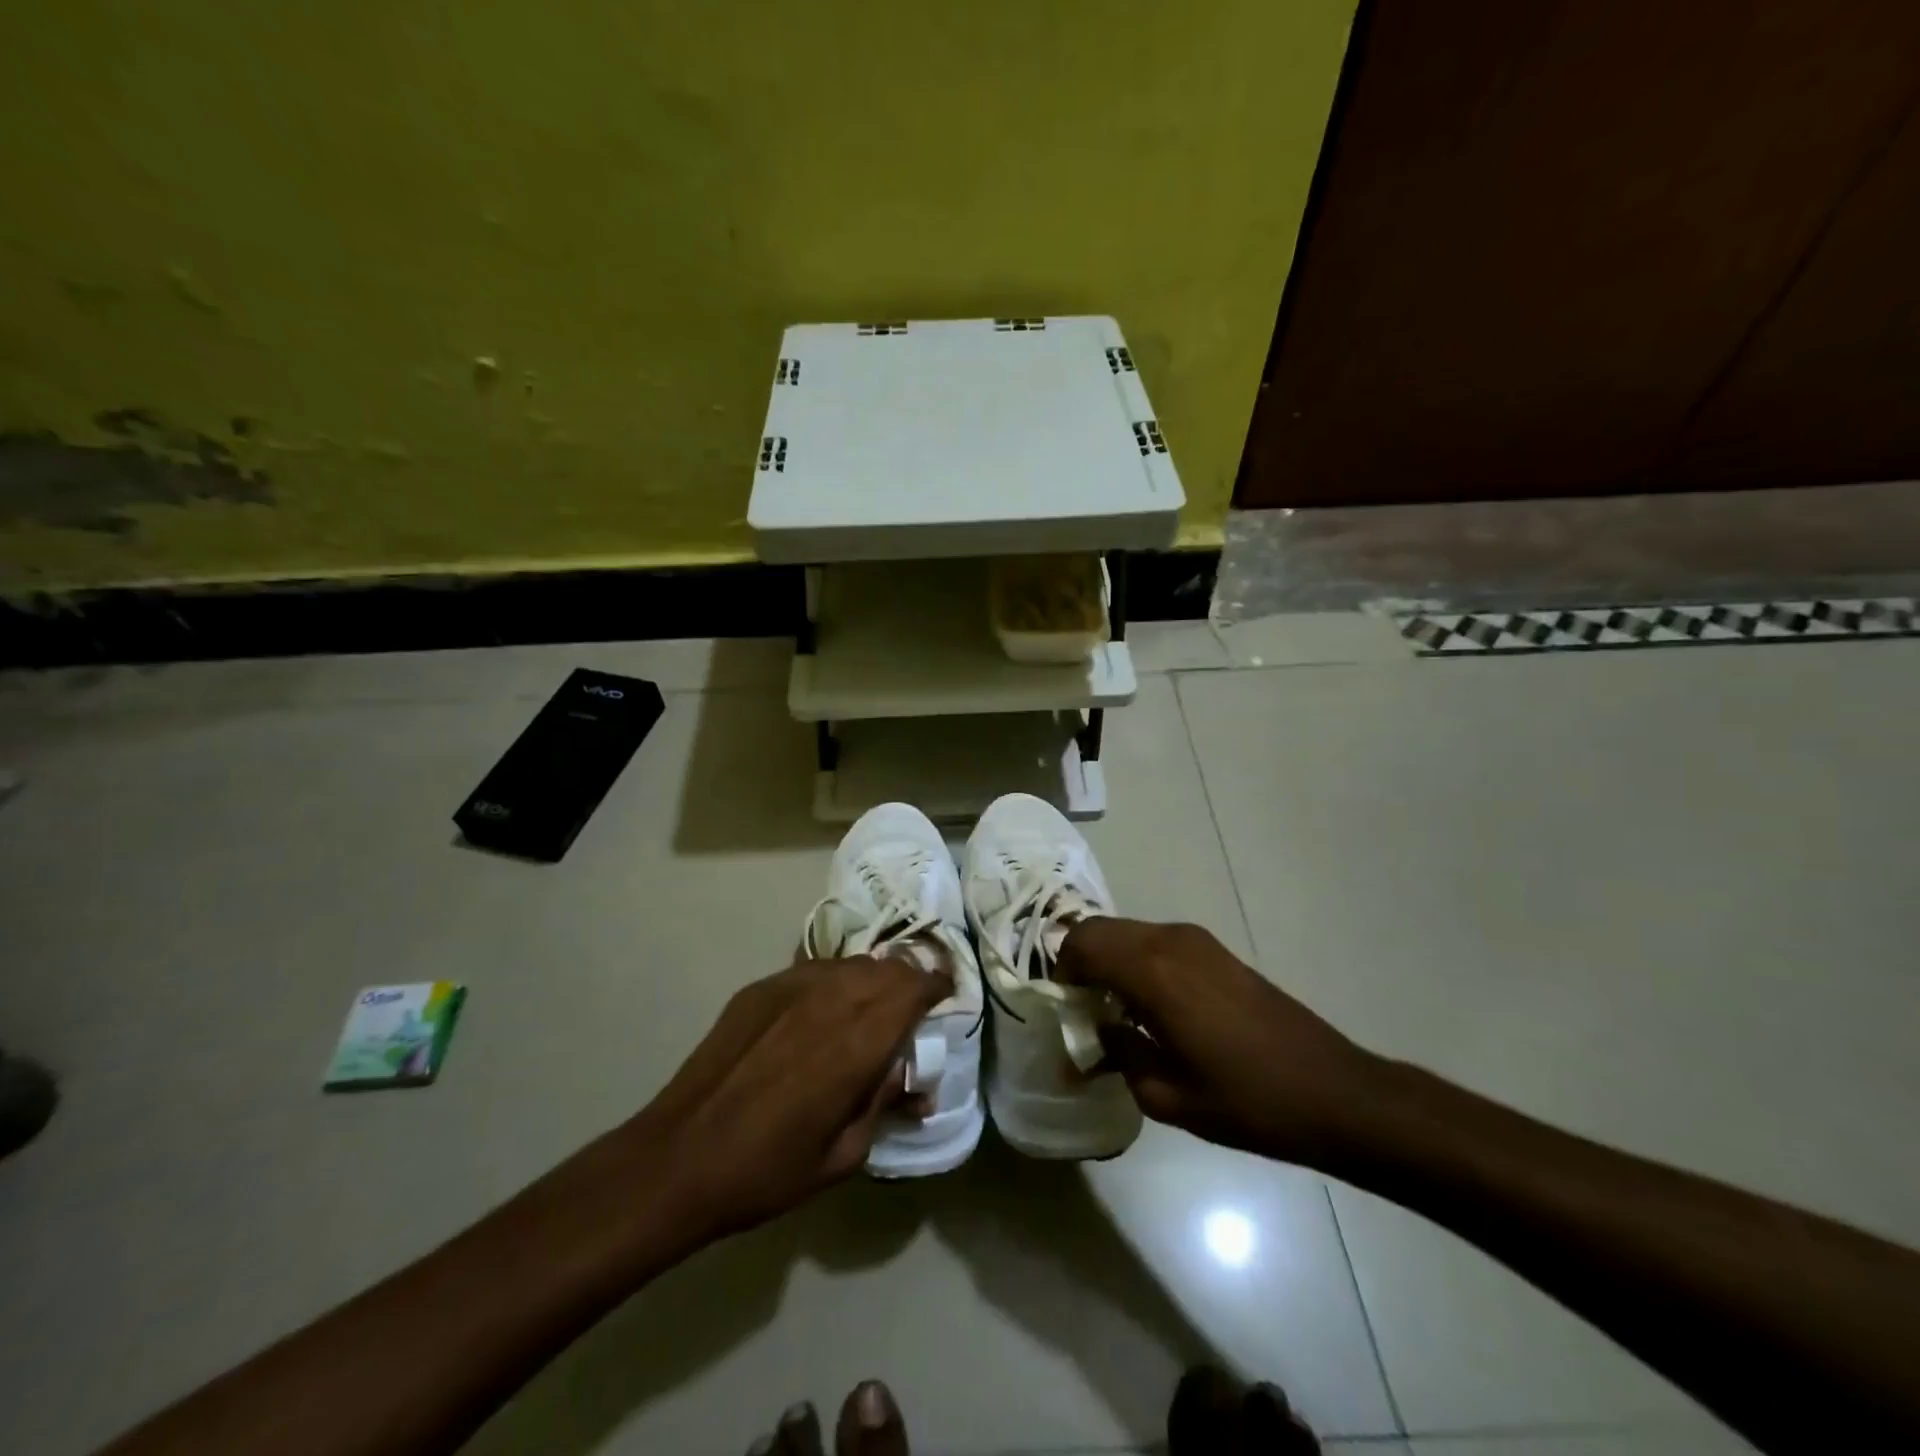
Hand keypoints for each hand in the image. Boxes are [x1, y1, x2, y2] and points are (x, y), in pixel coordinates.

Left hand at [628, 956, 948, 1237]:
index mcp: (858, 1042)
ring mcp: (791, 986)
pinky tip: (819, 1014)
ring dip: (871, 979)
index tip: (945, 994)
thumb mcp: (844, 1155)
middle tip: (910, 1007)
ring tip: (867, 1009)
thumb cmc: (769, 1170)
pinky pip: (813, 970)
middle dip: (908, 980)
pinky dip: (832, 982)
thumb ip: (885, 1104)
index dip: (936, 984)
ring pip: (851, 964)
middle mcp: (831, 999)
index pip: (914, 988)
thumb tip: (916, 1084)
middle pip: (886, 967)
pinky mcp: (760, 987)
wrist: (679, 1158)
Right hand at [1055, 918, 1376, 1166]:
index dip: (1061, 972)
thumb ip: (1117, 1056)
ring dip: (1109, 960)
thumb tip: (1089, 1039)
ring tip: (1114, 1012)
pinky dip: (1136, 961)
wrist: (1333, 1092)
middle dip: (1080, 962)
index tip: (1063, 1011)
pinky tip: (1151, 1007)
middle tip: (1082, 1010)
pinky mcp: (1216, 950)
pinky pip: (1156, 941)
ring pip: (1128, 932)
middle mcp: (1170, 941)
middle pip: (1101, 930)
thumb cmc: (1247, 1101)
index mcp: (1153, 971)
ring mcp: (1197, 941)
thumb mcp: (1168, 1096)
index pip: (1082, 944)